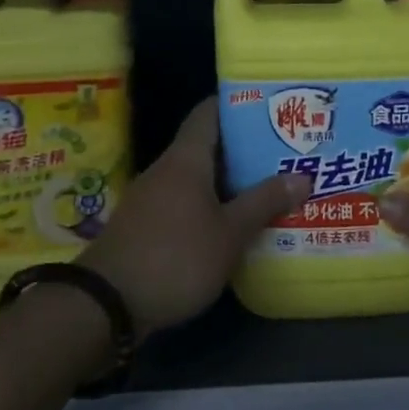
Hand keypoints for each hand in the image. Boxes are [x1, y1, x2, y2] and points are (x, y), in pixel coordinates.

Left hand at [77, 98, 308, 335]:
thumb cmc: (175, 257)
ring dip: (231, 181)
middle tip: (285, 152)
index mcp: (185, 160)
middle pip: (208, 146)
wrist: (106, 305)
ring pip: (198, 178)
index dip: (238, 104)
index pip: (209, 112)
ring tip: (269, 187)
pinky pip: (186, 204)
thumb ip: (264, 202)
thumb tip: (302, 176)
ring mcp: (152, 199)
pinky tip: (235, 224)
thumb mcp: (229, 233)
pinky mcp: (146, 227)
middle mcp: (166, 171)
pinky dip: (212, 206)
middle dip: (245, 148)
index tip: (271, 107)